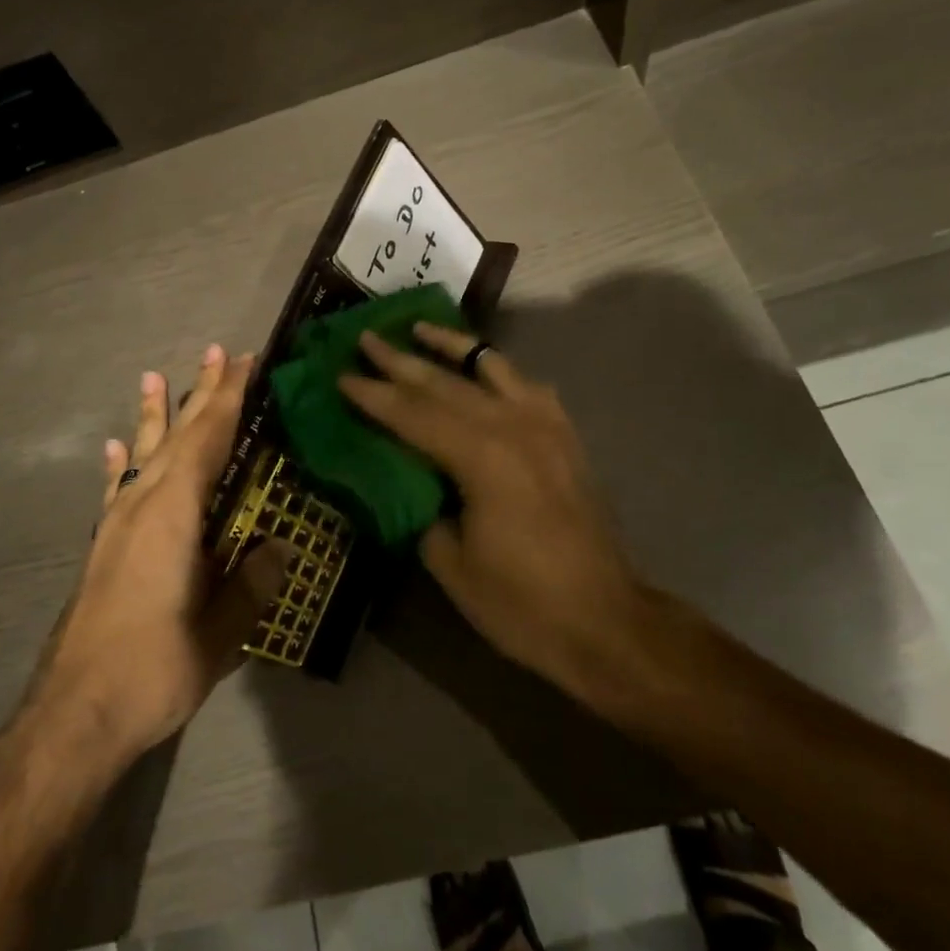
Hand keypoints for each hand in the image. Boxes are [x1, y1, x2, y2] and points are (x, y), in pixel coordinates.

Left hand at [35, 345, 286, 765]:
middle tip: (218, 353)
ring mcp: (117, 523)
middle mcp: (142, 505)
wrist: (72, 716)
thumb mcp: (219, 634)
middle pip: (178, 436)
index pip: (208, 440)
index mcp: (174, 514)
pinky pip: (116, 488)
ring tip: (155, 377)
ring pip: (144, 453)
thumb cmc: (152, 669)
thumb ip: (252, 585)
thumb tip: (279, 547)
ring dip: (156, 414)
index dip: (228, 399)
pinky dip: (121, 461)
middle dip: (201, 393)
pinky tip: (116, 446)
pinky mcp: (103, 546)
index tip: (246, 362)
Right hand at [338, 324, 648, 699]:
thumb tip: (408, 479)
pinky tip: (482, 368)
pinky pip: (527, 385)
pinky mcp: (565, 436)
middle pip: (445, 383)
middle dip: (401, 360)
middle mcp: (514, 426)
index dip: (374, 396)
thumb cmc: (522, 603)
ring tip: (420, 328)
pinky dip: (498, 370)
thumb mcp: (451, 563)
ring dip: (452, 346)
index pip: (413, 415)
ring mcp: (545, 426)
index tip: (342, 376)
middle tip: (366, 338)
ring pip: (491, 367)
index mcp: (481, 457)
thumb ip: (423, 508)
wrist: (607, 622)